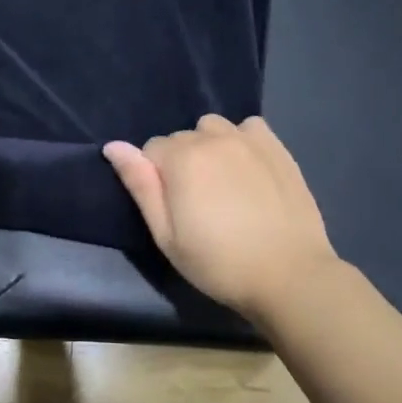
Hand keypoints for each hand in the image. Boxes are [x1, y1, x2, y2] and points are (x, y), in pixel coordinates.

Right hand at [104, 115, 336, 322]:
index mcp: (181, 158)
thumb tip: (113, 147)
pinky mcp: (278, 149)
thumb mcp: (166, 235)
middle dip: (180, 163)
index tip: (172, 210)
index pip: (150, 150)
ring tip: (221, 183)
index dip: (154, 179)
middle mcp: (213, 138)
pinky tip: (248, 169)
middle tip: (196, 204)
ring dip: (209, 147)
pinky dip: (241, 140)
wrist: (288, 275)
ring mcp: (249, 140)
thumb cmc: (218, 262)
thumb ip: (140, 185)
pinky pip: (249, 127)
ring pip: (213, 128)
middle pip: (181, 138)